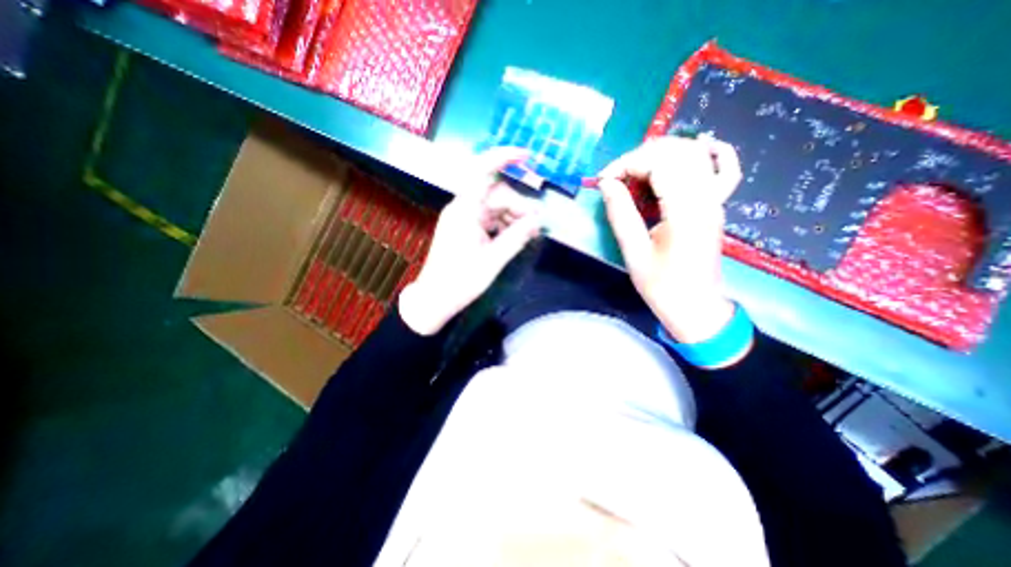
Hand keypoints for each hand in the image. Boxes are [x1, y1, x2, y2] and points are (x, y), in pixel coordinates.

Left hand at [400, 149, 545, 337]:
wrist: (435, 299)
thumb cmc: (460, 281)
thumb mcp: (493, 260)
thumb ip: (516, 237)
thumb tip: (537, 220)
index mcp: (464, 210)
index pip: (481, 172)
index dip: (503, 158)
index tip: (527, 156)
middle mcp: (462, 209)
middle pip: (495, 194)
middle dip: (518, 205)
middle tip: (536, 224)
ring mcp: (463, 219)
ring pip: (494, 207)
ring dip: (513, 216)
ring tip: (529, 233)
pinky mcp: (465, 229)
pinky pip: (488, 219)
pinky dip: (504, 224)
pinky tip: (516, 236)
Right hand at [599, 135, 740, 343]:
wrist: (697, 307)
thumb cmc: (662, 287)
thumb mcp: (634, 253)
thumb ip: (621, 214)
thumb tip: (607, 184)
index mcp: (685, 212)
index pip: (658, 163)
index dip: (626, 164)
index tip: (603, 181)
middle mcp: (707, 198)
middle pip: (676, 152)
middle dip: (638, 157)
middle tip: (614, 178)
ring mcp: (716, 200)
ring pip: (694, 153)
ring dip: (659, 154)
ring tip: (634, 172)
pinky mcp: (716, 205)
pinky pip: (724, 167)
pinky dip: (710, 152)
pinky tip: (697, 147)